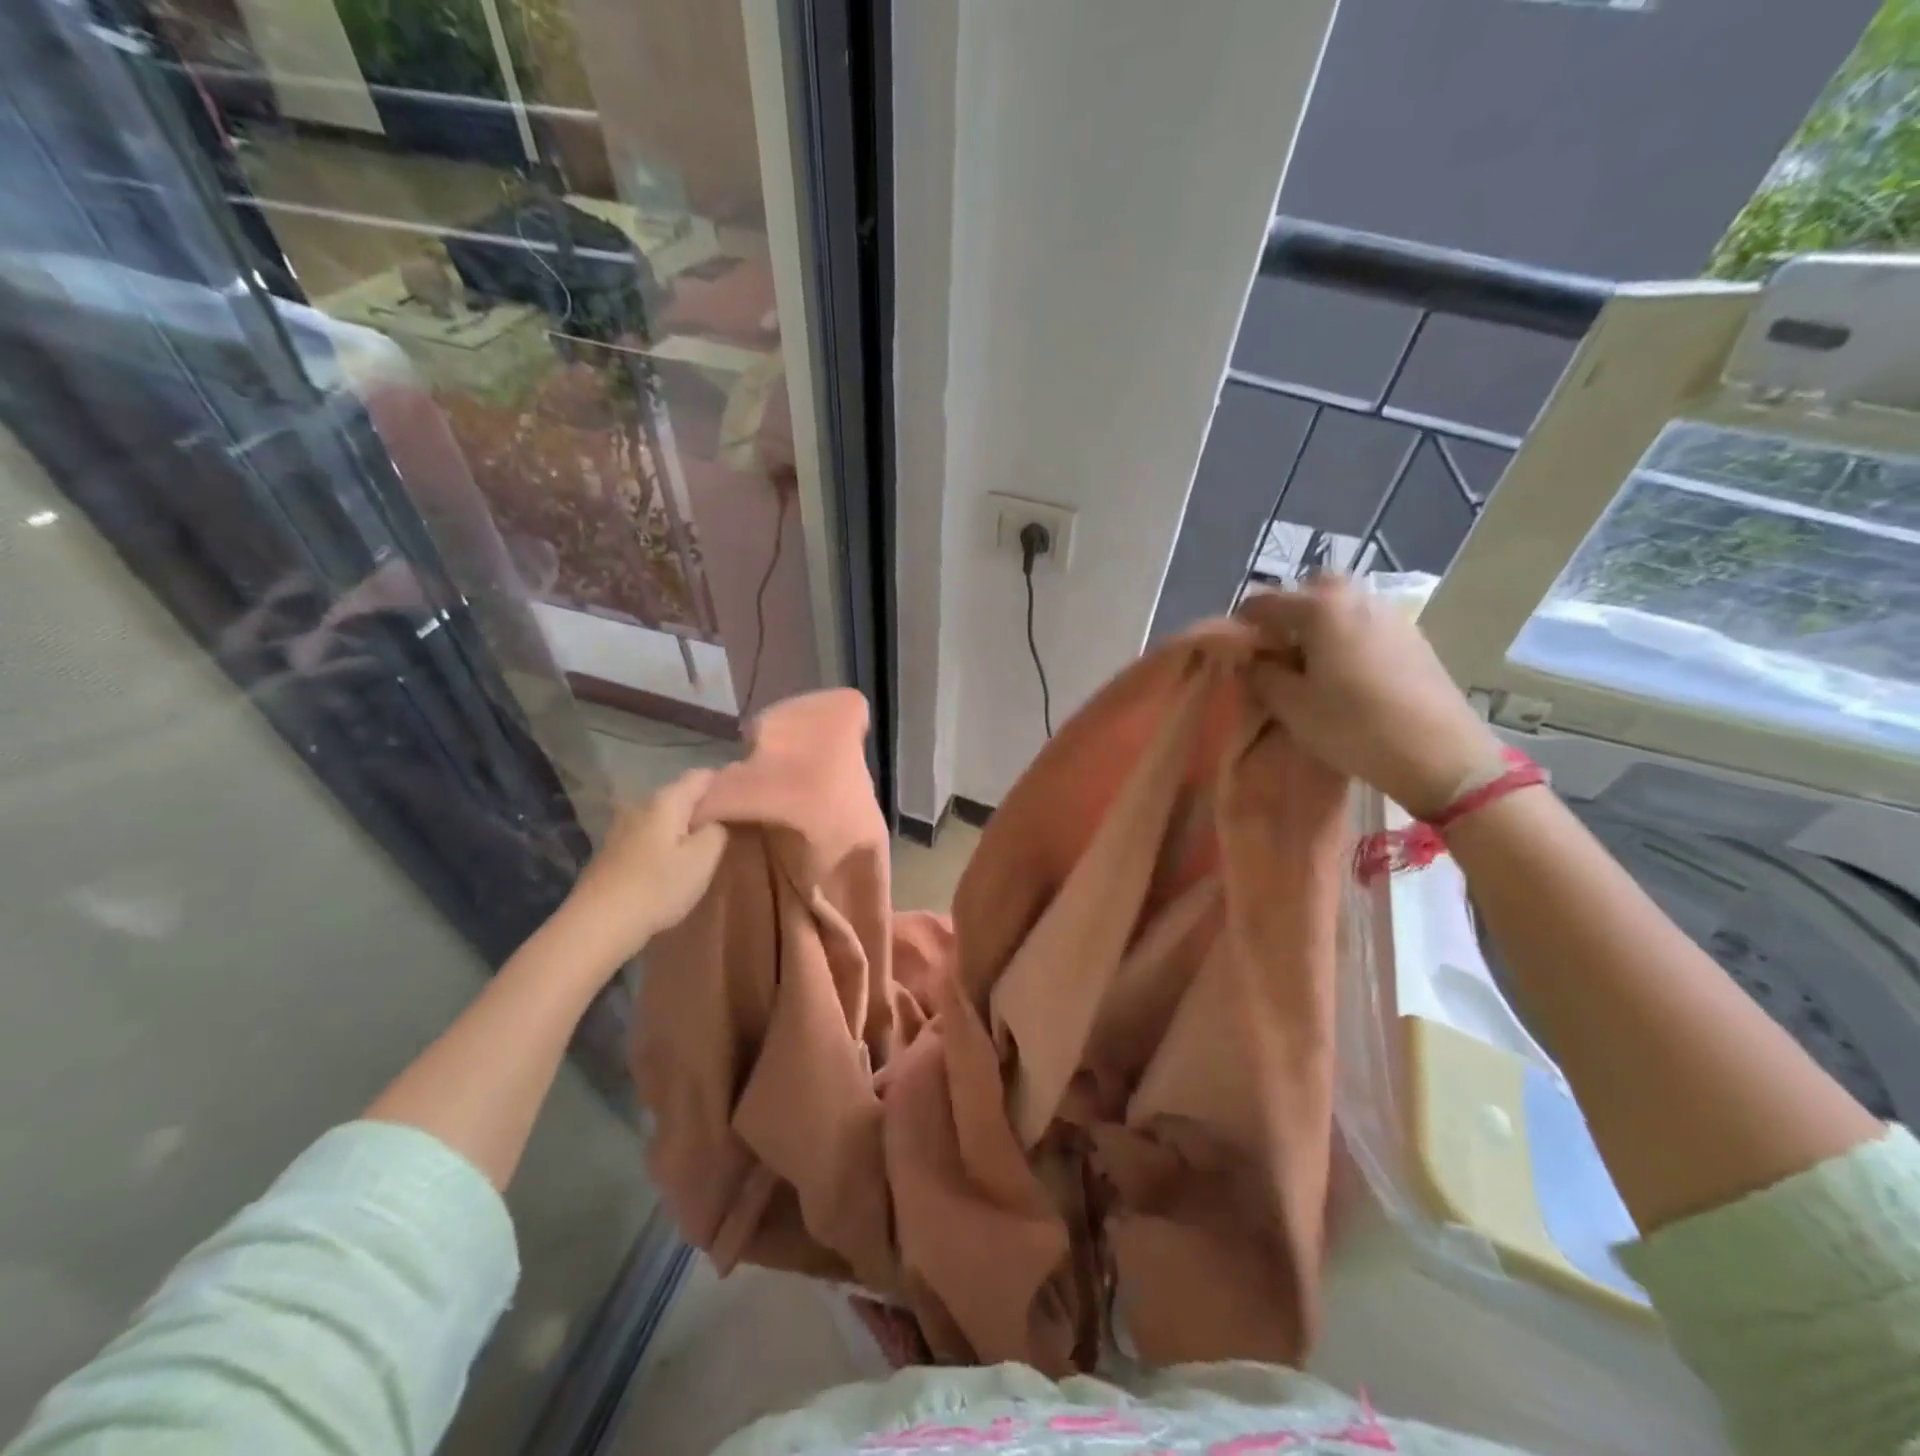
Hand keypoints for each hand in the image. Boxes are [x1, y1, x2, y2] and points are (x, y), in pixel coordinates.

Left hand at [563, 769, 728, 966]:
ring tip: (704, 844)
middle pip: (681, 794)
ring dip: (684, 825)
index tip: (745, 799)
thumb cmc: (658, 887)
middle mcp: (642, 804)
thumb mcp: (703, 858)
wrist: (598, 923)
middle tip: (730, 825)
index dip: (726, 783)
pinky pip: (650, 834)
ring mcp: (623, 827)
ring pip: (664, 816)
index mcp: (667, 800)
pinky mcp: (614, 850)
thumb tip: (716, 820)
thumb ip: (718, 830)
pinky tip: (673, 861)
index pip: (703, 775)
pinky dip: (666, 840)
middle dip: (705, 806)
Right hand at [1238, 577, 1503, 817]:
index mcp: (1320, 609)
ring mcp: (1390, 615)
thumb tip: (1255, 659)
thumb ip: (1263, 674)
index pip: (1264, 601)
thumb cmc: (1353, 727)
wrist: (1439, 754)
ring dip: (1319, 622)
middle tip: (1276, 649)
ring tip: (1310, 663)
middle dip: (1288, 611)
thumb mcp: (1292, 706)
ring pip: (1342, 604)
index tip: (1235, 650)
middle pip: (1310, 588)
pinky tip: (1345, 671)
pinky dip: (1346, 635)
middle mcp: (1356, 599)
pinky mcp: (1413, 636)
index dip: (1242, 623)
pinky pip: (1365, 622)